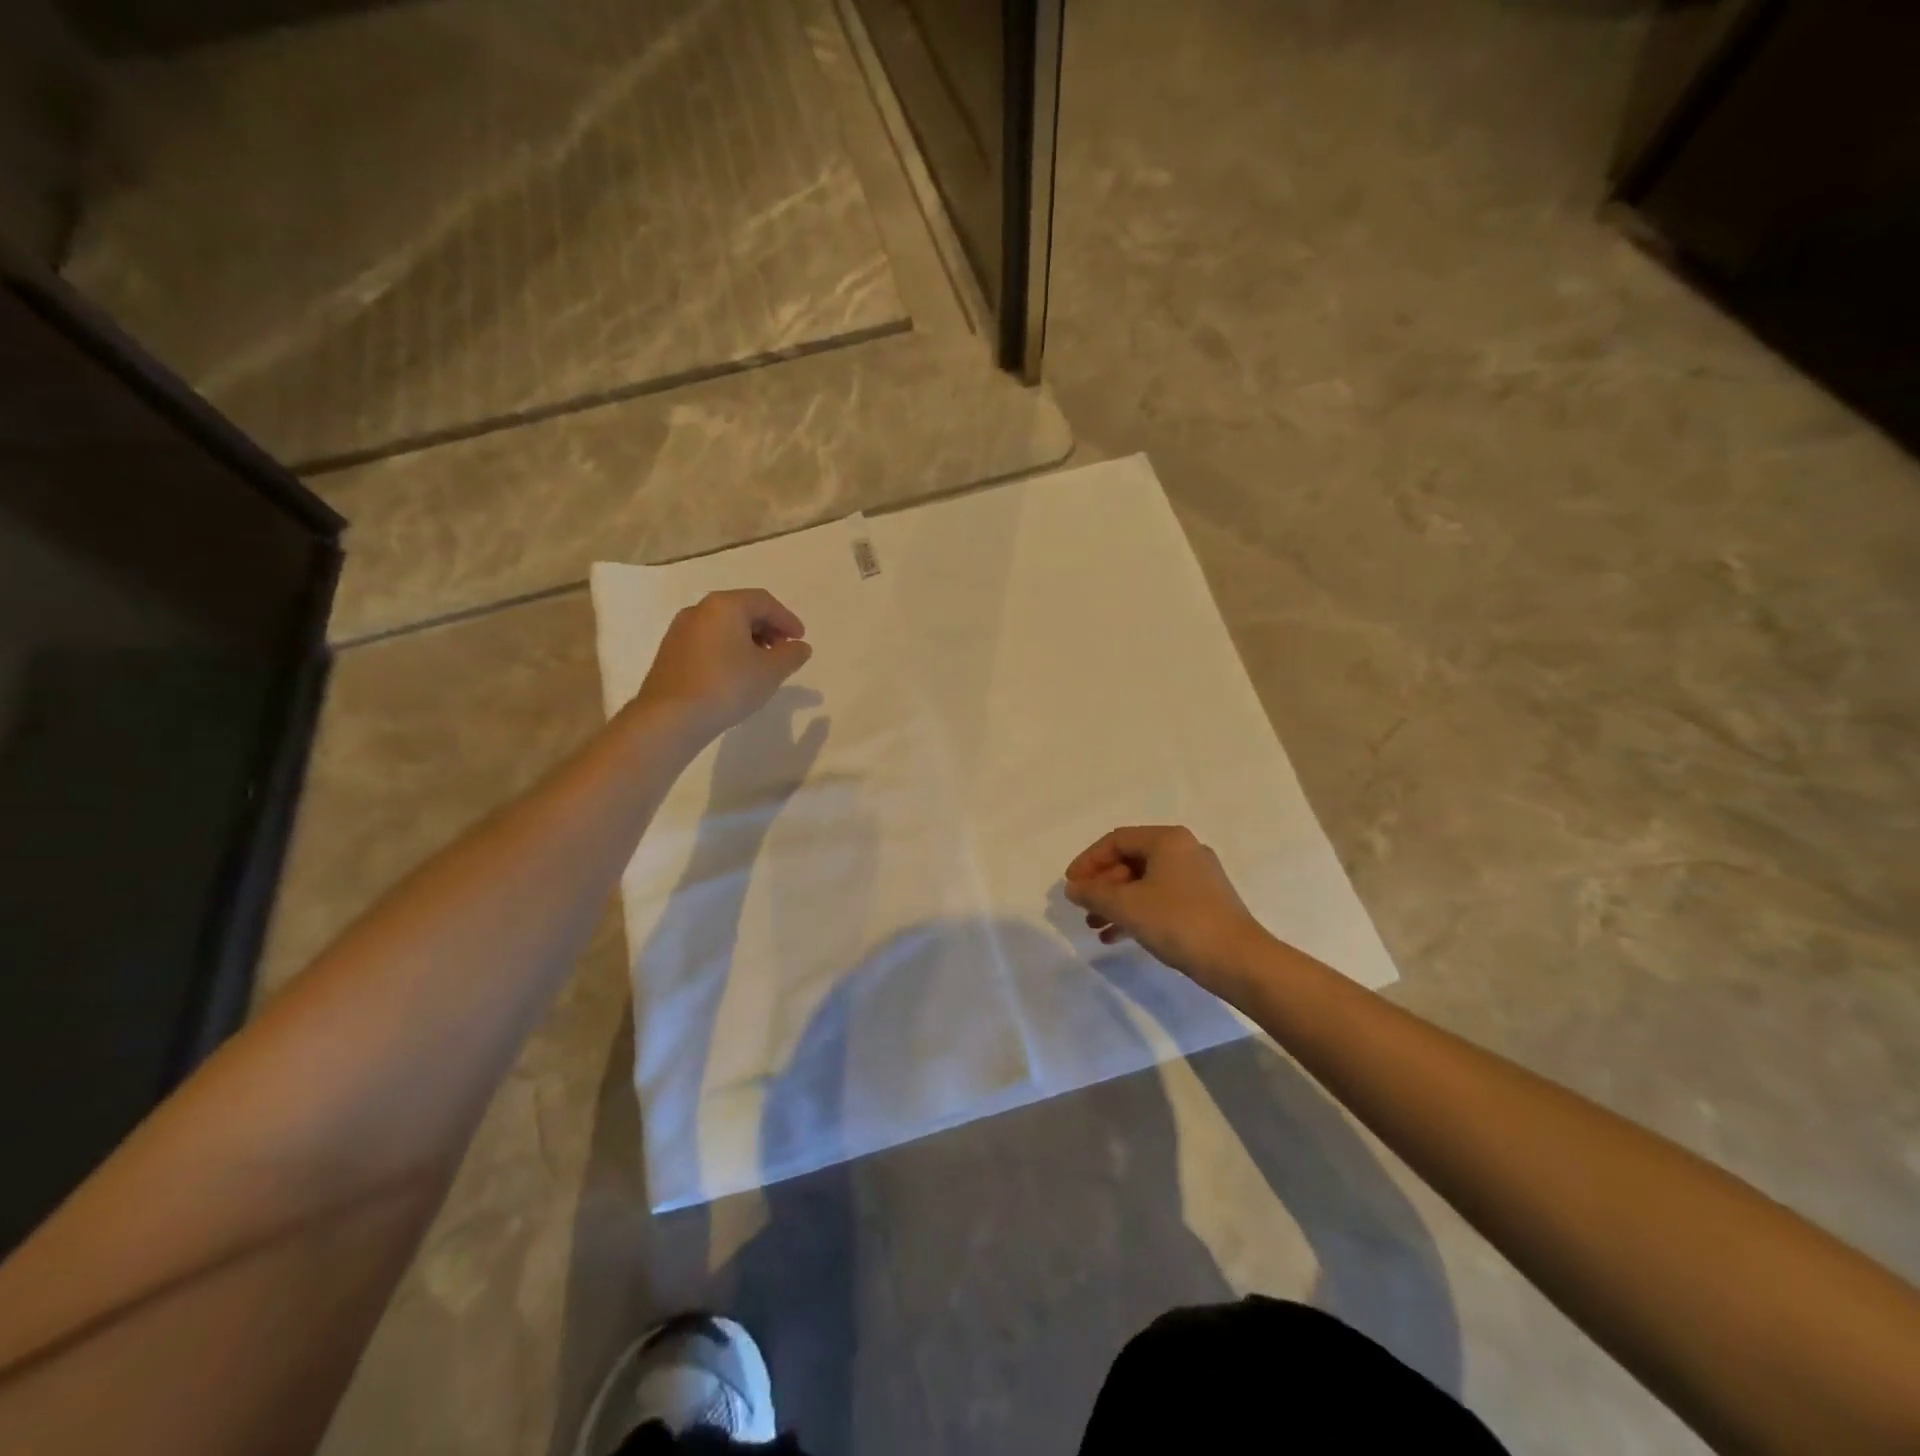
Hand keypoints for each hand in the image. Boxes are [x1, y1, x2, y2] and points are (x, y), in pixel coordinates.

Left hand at [633, 588, 811, 741]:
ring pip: (723, 626)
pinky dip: (728, 649)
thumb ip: (791, 655)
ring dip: (747, 639)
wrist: (671, 717)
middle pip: (742, 610)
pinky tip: (736, 673)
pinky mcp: (670, 652)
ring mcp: (680, 630)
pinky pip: (708, 641)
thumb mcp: (770, 671)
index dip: (787, 619)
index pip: (764, 602)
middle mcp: (699, 610)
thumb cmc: (727, 686)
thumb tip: (800, 647)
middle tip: (784, 651)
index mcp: (725, 606)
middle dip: (767, 628)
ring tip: (762, 665)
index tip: (800, 640)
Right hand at [1063, 825, 1268, 998]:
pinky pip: (1161, 899)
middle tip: (1083, 908)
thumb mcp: (1127, 906)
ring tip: (1095, 926)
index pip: (1116, 840)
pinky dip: (1137, 913)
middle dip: (1102, 885)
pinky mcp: (1205, 903)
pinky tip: (1118, 937)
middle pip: (1131, 860)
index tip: (1071, 886)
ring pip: (1144, 882)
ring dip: (1116, 902)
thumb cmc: (1178, 922)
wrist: (1239, 961)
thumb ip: (1094, 893)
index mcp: (1167, 840)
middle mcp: (1184, 850)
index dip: (1088, 861)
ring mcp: (1198, 877)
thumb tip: (1073, 888)